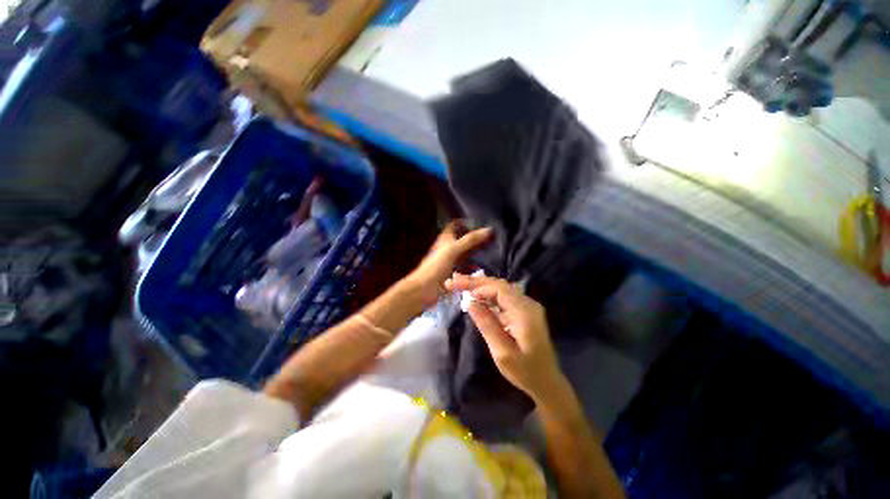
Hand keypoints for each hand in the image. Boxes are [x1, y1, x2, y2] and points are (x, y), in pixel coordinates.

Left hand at [405, 223, 492, 306]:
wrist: (424, 289)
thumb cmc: (436, 266)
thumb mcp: (453, 250)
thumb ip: (470, 240)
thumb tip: (488, 229)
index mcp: (445, 239)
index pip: (456, 225)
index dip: (467, 222)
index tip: (483, 223)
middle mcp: (449, 248)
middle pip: (464, 239)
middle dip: (476, 238)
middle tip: (494, 238)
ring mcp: (452, 261)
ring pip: (467, 253)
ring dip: (477, 252)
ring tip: (494, 251)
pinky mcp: (455, 273)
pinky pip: (467, 267)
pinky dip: (475, 266)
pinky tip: (488, 266)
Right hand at [445, 273, 564, 401]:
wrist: (548, 382)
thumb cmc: (525, 372)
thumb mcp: (502, 353)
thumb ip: (486, 325)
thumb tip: (470, 303)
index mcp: (525, 313)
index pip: (499, 290)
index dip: (479, 287)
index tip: (460, 290)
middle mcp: (528, 304)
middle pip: (499, 285)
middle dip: (476, 282)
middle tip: (454, 281)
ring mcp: (527, 306)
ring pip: (501, 289)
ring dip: (481, 286)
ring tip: (461, 284)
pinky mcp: (524, 311)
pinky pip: (504, 297)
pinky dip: (488, 295)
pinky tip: (476, 296)